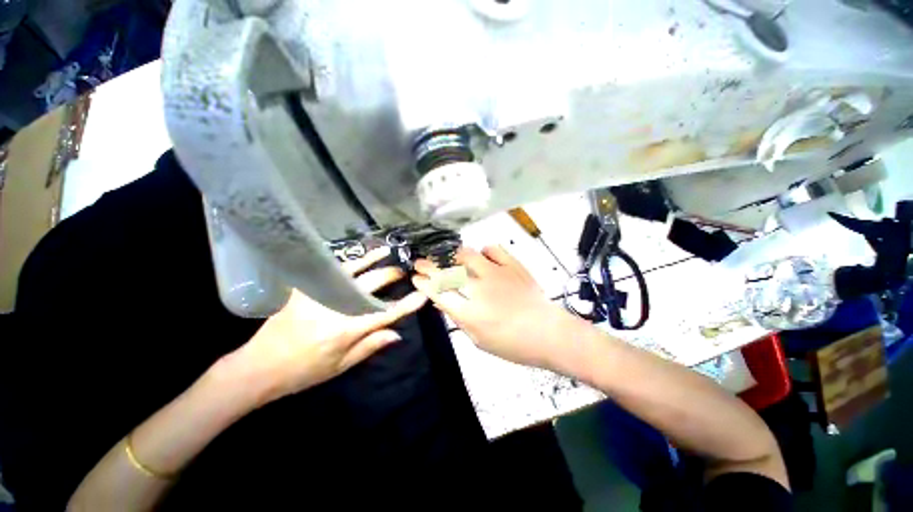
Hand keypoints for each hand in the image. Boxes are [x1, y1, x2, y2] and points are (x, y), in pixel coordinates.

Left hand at [226, 247, 426, 405]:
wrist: (259, 368)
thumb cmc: (303, 372)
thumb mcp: (340, 366)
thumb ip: (370, 346)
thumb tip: (397, 333)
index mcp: (346, 330)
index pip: (384, 314)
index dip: (406, 305)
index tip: (422, 295)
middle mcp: (335, 308)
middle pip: (370, 286)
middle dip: (389, 276)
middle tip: (401, 270)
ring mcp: (318, 296)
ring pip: (350, 271)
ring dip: (370, 259)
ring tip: (384, 250)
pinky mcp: (304, 290)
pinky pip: (329, 272)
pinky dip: (345, 263)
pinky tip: (354, 257)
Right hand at [412, 246, 579, 370]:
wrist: (547, 333)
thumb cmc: (512, 344)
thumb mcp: (478, 340)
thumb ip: (458, 319)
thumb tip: (442, 301)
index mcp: (469, 313)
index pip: (438, 292)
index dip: (423, 283)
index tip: (416, 277)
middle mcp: (478, 290)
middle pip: (446, 272)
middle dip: (428, 266)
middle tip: (421, 262)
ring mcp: (496, 274)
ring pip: (466, 255)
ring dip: (454, 256)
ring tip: (451, 258)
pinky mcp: (512, 265)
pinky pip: (493, 249)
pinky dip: (485, 251)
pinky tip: (483, 257)